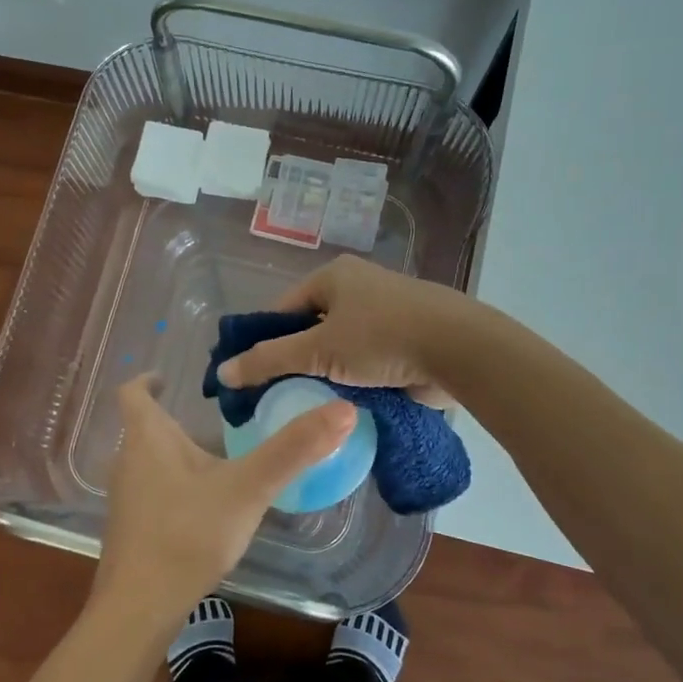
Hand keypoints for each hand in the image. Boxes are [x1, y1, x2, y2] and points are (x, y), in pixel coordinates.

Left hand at [94, 375, 353, 624]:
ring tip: (218, 458)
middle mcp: (129, 462)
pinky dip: (177, 486)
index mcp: (147, 439)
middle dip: (176, 419)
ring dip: (178, 454)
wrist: (139, 607)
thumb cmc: (188, 534)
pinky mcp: (133, 529)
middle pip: (145, 428)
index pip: (133, 392)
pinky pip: (154, 492)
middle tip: (215, 419)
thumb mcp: (248, 488)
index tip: (167, 378)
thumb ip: (293, 449)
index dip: (147, 379)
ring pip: (150, 462)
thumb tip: (344, 409)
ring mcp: (126, 499)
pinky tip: (207, 507)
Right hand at [214, 255, 471, 406]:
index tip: (253, 376)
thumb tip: (223, 372)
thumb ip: (269, 360)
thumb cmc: (382, 338)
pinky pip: (366, 361)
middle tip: (278, 396)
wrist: (460, 349)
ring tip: (308, 404)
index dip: (264, 341)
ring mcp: (385, 313)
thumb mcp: (318, 350)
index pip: (282, 309)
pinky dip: (354, 379)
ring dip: (327, 373)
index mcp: (333, 276)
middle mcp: (357, 288)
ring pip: (339, 348)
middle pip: (311, 329)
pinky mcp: (406, 340)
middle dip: (297, 361)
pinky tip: (342, 404)